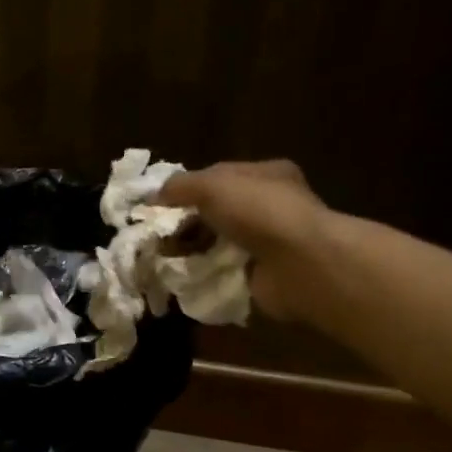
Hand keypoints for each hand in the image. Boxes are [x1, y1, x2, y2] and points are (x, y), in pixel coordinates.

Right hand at [158, 160, 330, 321]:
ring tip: (164, 258)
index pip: (217, 176)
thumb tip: (152, 197)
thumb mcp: (213, 186)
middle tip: (156, 236)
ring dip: (190, 250)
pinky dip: (203, 273)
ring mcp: (265, 243)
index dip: (186, 189)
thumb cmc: (260, 213)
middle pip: (214, 212)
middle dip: (184, 223)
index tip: (157, 205)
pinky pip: (221, 271)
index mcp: (265, 175)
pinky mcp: (259, 274)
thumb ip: (180, 187)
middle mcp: (268, 206)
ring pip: (215, 242)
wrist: (299, 265)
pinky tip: (183, 276)